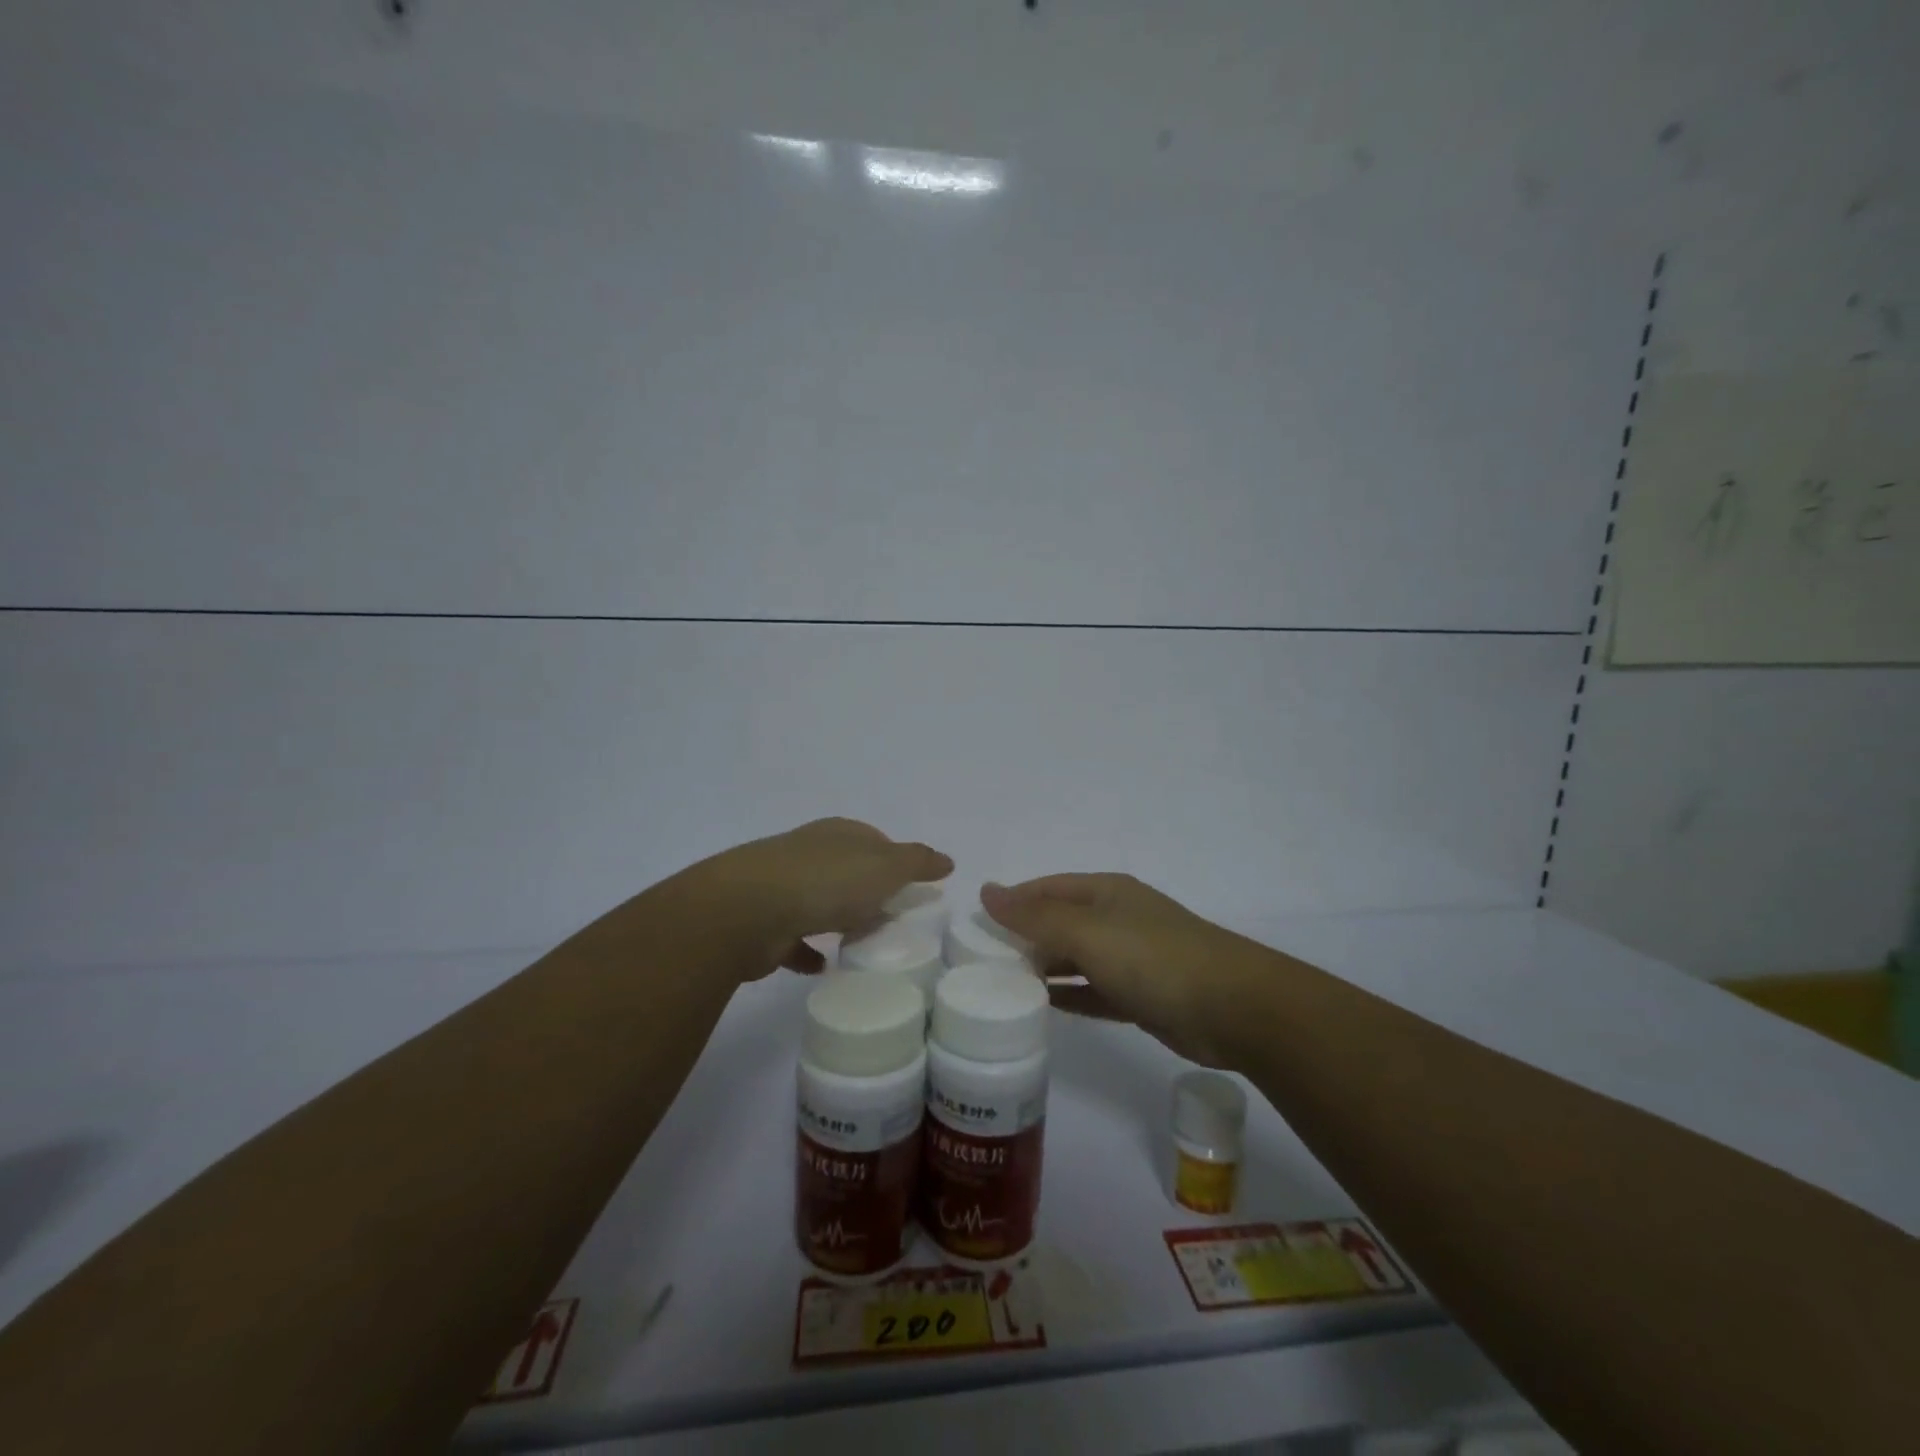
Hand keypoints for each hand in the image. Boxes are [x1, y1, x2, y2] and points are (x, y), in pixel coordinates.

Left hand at [689, 818, 951, 977]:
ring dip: (837, 918)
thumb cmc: (827, 881)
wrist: (748, 910)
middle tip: (890, 916)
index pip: (873, 840)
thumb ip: (917, 863)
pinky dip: (808, 951)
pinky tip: (823, 968)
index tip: (910, 885)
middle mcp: (809, 853)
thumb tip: (947, 860)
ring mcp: (782, 887)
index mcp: (839, 834)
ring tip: (861, 942)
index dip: (894, 859)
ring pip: (819, 902)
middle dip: (866, 889)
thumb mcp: (885, 867)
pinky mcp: (764, 924)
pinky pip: (793, 939)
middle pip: (845, 870)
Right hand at [980, 874, 1268, 1065]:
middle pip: (1061, 923)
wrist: (1234, 1008)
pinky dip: (1070, 996)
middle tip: (982, 962)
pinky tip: (1043, 1007)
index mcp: (1106, 892)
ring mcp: (1132, 958)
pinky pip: (1094, 991)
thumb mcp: (1087, 933)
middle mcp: (1117, 919)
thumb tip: (987, 890)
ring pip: (1076, 959)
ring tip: (1003, 985)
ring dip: (1045, 968)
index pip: (1048, 889)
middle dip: (1025, 937)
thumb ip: (1035, 917)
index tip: (976, 925)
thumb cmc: (1154, 958)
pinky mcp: (1142, 996)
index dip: (1013, 901)